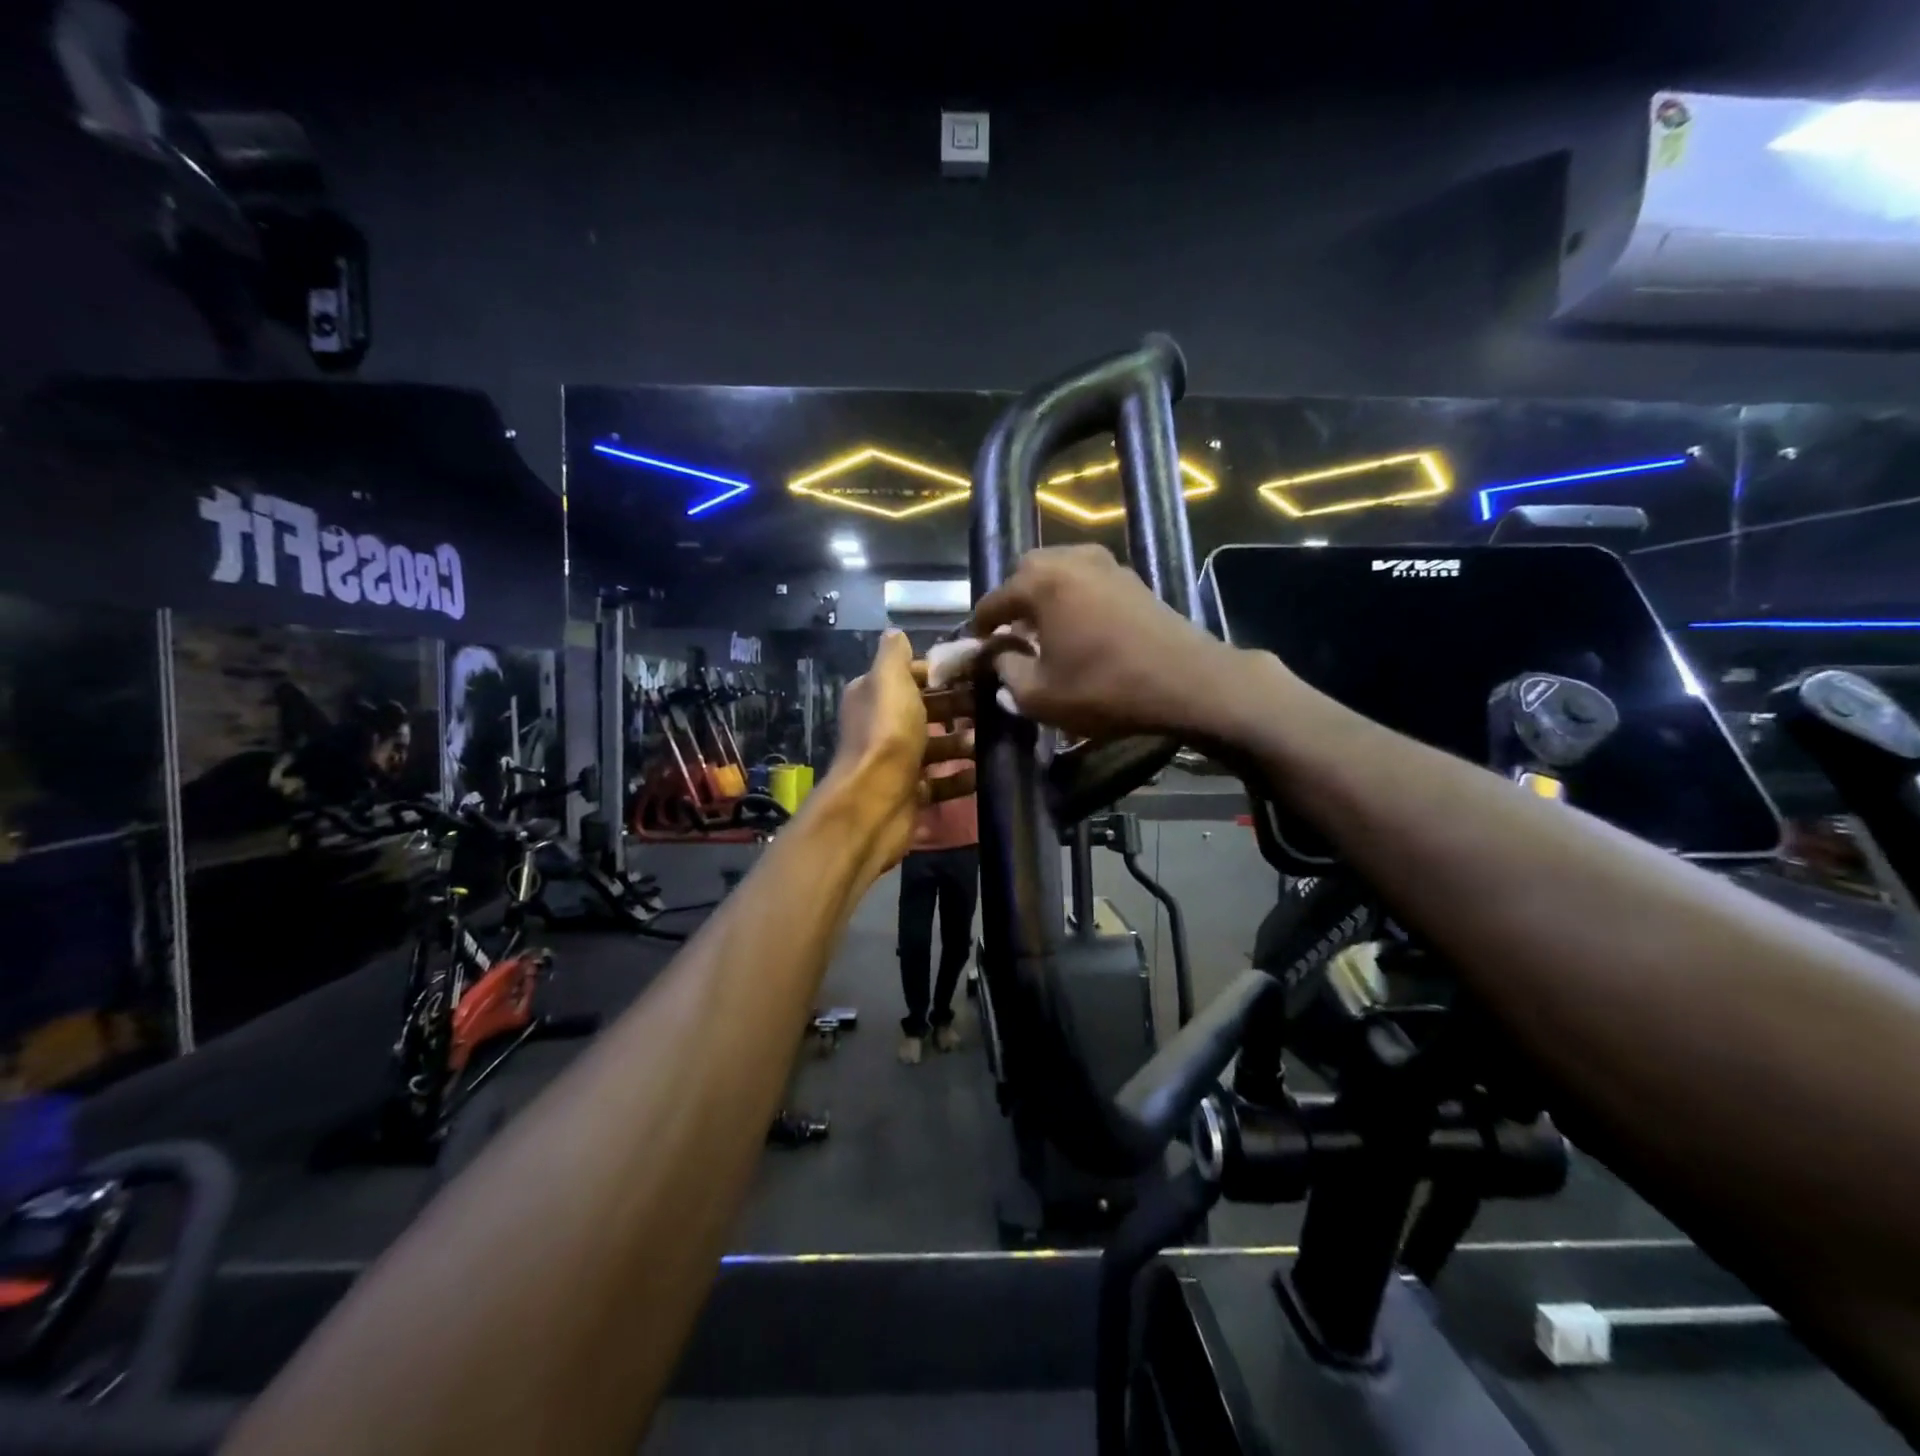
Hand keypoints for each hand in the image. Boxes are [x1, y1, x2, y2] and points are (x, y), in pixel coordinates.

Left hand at [830, 632, 975, 873]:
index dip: (941, 672)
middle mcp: (882, 726)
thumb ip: (894, 655)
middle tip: (994, 703)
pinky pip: (941, 781)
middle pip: (926, 711)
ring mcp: (897, 762)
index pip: (910, 676)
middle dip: (958, 706)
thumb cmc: (887, 733)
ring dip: (963, 742)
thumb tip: (896, 633)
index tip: (977, 670)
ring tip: (993, 738)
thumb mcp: (890, 680)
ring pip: (936, 746)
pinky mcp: (911, 792)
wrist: (876, 800)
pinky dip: (961, 777)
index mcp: (874, 696)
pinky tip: (983, 772)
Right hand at [970, 544, 1248, 740]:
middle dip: (1013, 600)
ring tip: (1044, 631)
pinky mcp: (1133, 578)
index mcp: (1041, 583)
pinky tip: (1079, 628)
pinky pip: (1087, 579)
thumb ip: (1006, 672)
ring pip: (1059, 570)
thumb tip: (999, 658)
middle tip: (1012, 634)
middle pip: (1026, 571)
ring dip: (1045, 596)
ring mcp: (1107, 564)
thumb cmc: (1105, 688)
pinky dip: (1073, 597)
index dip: (980, 626)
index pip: (995, 600)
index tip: (975, 646)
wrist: (1187, 681)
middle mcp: (1071, 560)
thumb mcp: (1039, 696)